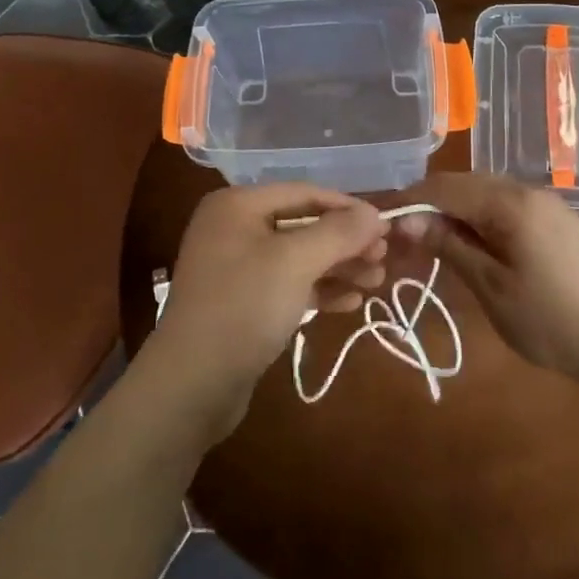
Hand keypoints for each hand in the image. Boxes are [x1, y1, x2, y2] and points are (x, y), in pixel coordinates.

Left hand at [144, 184, 387, 439]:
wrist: (191, 386)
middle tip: (383, 260)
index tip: (386, 227)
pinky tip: (351, 303)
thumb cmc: (244, 307)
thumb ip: (338, 233)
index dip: (348, 208)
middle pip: (304, 225)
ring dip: (339, 268)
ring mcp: (237, 267)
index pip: (305, 193)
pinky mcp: (243, 302)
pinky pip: (289, 285)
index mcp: (238, 205)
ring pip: (299, 257)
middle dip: (346, 243)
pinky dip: (319, 290)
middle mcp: (235, 228)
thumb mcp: (295, 262)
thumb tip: (375, 213)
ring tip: (377, 282)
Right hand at [393, 173, 578, 388]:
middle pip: (464, 183)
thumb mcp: (492, 287)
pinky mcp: (555, 219)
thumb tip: (406, 221)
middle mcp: (527, 190)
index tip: (381, 222)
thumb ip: (449, 246)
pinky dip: (479, 217)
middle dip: (429, 204)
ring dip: (454, 211)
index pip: (445, 186)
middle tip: (402, 238)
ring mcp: (545, 203)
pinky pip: (505, 205)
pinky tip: (469, 243)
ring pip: (484, 193)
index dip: (410, 200)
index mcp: (510, 202)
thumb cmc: (552, 321)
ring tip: (429, 242)